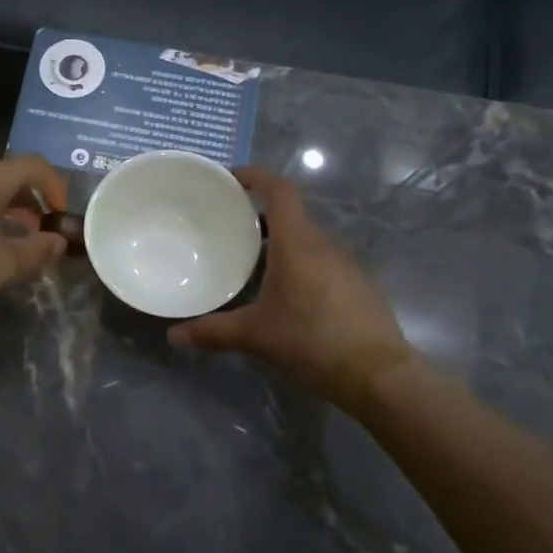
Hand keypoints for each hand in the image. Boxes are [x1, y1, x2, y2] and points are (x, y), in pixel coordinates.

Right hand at [168, 167, 412, 407]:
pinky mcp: (357, 286)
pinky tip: (285, 297)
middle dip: (259, 219)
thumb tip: (173, 336)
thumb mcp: (255, 336)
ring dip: (280, 245)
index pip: (279, 190)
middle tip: (228, 232)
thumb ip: (212, 332)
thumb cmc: (312, 340)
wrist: (379, 375)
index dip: (256, 176)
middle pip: (290, 216)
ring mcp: (345, 265)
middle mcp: (323, 245)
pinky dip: (299, 267)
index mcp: (297, 243)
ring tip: (251, 266)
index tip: (231, 179)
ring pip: (306, 242)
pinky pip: (321, 263)